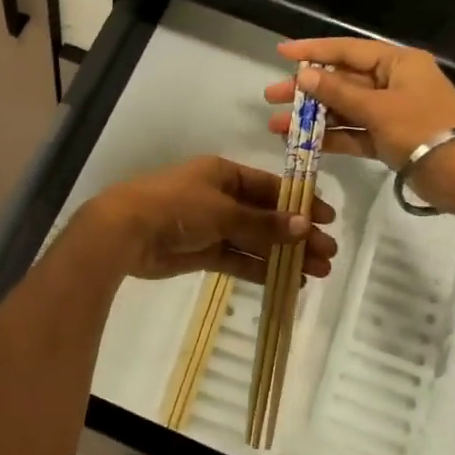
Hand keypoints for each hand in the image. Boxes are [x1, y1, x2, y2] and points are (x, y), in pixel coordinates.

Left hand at [76, 156, 337, 282]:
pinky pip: (238, 259)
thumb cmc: (176, 206)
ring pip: (255, 240)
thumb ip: (262, 223)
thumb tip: (303, 226)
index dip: (299, 203)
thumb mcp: (223, 210)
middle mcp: (220, 197)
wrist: (126, 231)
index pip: (270, 187)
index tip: (327, 219)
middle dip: (297, 234)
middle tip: (328, 254)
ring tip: (318, 272)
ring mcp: (210, 226)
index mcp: (223, 174)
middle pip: (266, 216)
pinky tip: (287, 281)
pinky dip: (260, 268)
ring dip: (284, 254)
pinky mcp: (201, 252)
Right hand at [264, 38, 454, 204]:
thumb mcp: (377, 107)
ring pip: (343, 109)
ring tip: (276, 124)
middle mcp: (393, 82)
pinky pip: (353, 132)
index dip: (312, 50)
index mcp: (397, 63)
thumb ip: (338, 92)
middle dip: (306, 90)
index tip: (281, 52)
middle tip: (271, 95)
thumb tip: (304, 75)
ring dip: (312, 117)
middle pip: (342, 81)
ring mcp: (390, 112)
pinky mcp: (387, 139)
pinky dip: (329, 136)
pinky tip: (300, 141)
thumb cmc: (422, 128)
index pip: (347, 50)